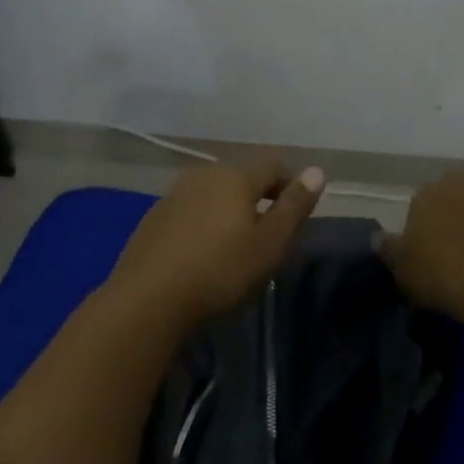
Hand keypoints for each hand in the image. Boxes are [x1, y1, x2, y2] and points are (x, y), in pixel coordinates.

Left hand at [108, 158, 326, 324]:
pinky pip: (190, 210)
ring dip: (228, 209)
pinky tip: (202, 252)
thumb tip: (316, 171)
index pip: (273, 166)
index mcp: (236, 177)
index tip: (298, 210)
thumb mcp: (269, 243)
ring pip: (213, 193)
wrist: (148, 298)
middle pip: (241, 177)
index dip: (290, 184)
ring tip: (235, 243)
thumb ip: (294, 206)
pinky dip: (203, 222)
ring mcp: (174, 194)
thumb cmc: (220, 270)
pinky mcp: (154, 217)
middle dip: (259, 197)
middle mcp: (204, 174)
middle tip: (269, 231)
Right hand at [382, 146, 463, 326]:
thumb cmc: (447, 281)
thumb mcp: (406, 273)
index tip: (436, 236)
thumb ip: (390, 250)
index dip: (430, 218)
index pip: (422, 200)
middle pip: (450, 179)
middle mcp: (452, 180)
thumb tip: (376, 237)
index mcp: (423, 199)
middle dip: (455, 193)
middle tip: (463, 218)